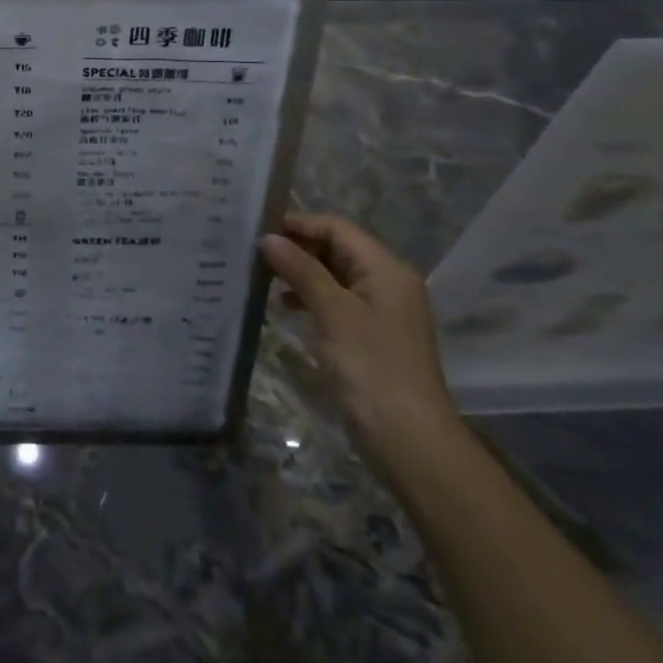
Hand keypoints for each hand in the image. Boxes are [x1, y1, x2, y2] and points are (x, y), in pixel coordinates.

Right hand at [260, 213, 463, 473]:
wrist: (408, 438)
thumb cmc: (370, 367)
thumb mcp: (332, 312)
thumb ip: (301, 270)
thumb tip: (268, 238)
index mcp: (386, 269)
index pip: (338, 228)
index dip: (299, 224)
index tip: (258, 230)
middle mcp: (387, 282)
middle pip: (338, 248)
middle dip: (298, 247)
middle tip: (254, 253)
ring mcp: (381, 310)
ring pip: (335, 275)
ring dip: (302, 272)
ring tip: (263, 277)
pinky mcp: (371, 335)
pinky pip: (338, 301)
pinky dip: (312, 297)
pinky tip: (285, 306)